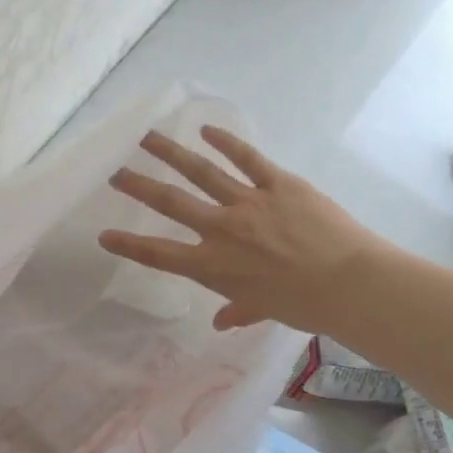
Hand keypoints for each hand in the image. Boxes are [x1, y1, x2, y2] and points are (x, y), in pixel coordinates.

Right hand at [98, 126, 384, 332]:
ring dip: (171, 153)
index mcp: (212, 266)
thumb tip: (221, 323)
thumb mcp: (262, 311)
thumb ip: (238, 311)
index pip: (158, 254)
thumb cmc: (303, 305)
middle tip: (115, 173)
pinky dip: (226, 142)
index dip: (128, 245)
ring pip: (201, 172)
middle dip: (139, 187)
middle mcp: (221, 230)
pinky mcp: (278, 184)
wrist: (349, 283)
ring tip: (148, 137)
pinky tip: (206, 130)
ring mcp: (248, 203)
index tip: (103, 234)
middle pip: (171, 203)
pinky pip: (248, 159)